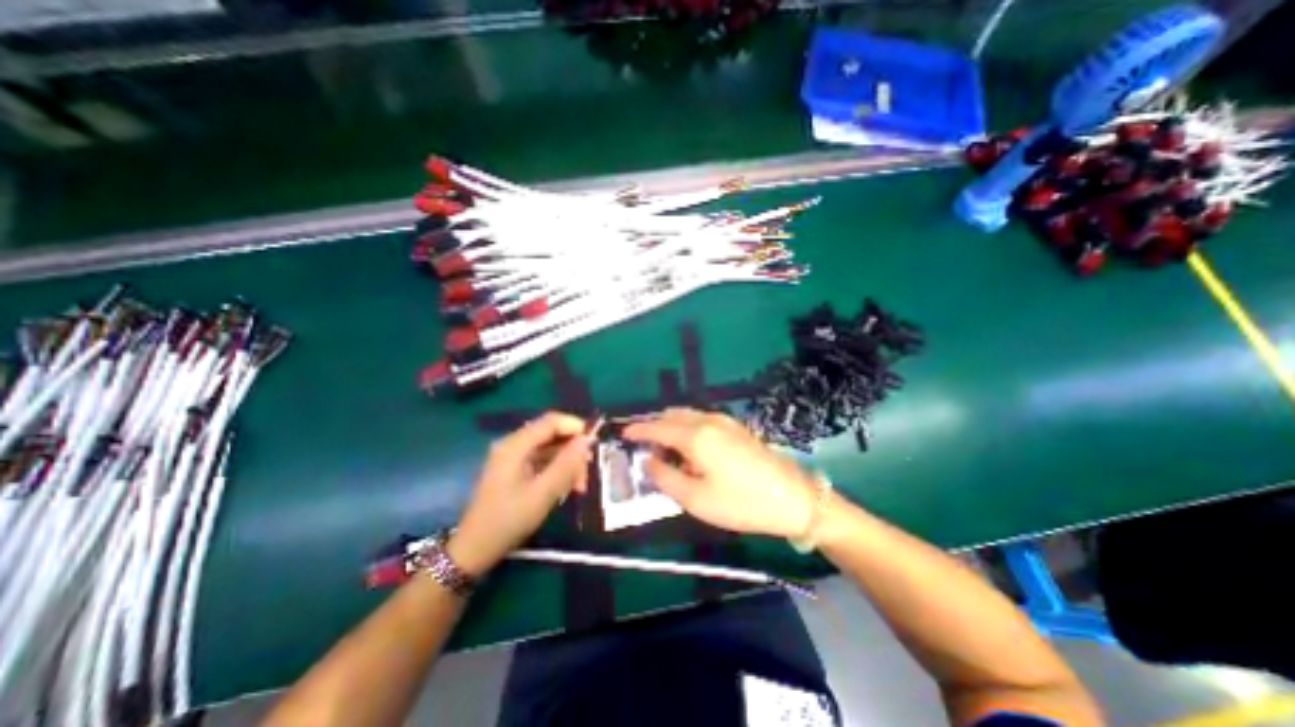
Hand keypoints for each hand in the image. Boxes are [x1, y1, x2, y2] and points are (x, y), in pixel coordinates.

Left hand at [453, 412, 591, 576]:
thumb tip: (587, 439)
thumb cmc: (509, 520)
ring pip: (549, 448)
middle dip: (573, 449)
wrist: (475, 549)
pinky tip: (566, 488)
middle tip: (587, 473)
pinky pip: (542, 460)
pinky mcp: (514, 470)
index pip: (551, 421)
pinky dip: (557, 470)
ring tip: (579, 486)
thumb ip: (566, 464)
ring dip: (567, 462)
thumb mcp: (543, 493)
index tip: (595, 443)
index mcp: (515, 445)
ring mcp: (512, 457)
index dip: (575, 426)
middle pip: (551, 434)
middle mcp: (513, 445)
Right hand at [618, 409, 816, 539]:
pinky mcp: (736, 427)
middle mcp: (707, 420)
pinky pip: (701, 420)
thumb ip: (664, 477)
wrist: (793, 498)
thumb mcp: (695, 499)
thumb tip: (648, 461)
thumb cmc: (740, 502)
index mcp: (695, 435)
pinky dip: (687, 428)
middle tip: (642, 447)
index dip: (638, 429)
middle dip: (654, 427)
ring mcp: (724, 421)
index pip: (657, 426)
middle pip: (671, 416)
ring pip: (687, 416)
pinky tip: (689, 448)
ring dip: (671, 427)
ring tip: (663, 450)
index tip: (623, 434)